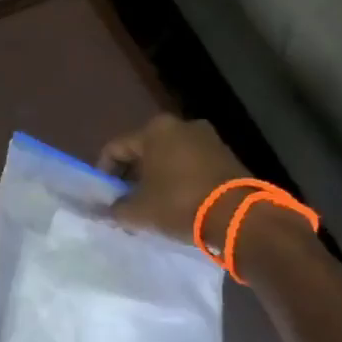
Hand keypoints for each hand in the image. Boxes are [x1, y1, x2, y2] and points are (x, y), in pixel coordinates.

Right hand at [97, 114, 249, 245]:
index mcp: (155, 130)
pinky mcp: (227, 156)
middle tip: (126, 201)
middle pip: (144, 150)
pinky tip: (177, 203)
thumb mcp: (139, 211)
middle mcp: (181, 125)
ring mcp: (208, 138)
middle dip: (132, 175)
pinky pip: (192, 165)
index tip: (104, 197)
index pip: (116, 148)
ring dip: (157, 178)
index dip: (104, 173)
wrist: (238, 216)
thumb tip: (105, 211)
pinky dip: (180, 180)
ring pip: (169, 157)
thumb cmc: (179, 203)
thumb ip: (116, 209)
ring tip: (152, 205)